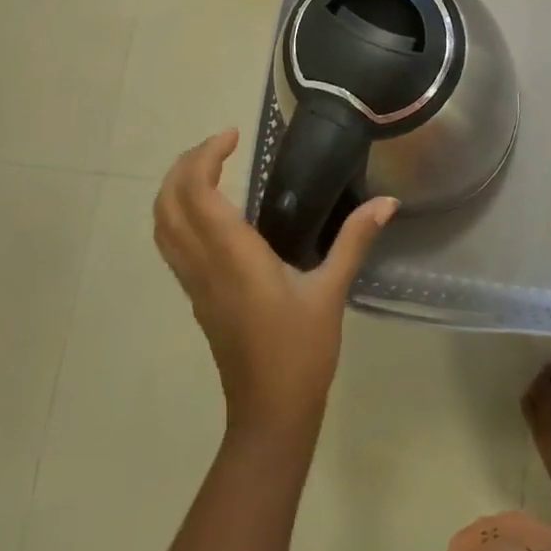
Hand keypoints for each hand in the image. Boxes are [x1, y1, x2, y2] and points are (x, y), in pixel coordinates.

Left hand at [153, 130, 396, 439]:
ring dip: (176, 187)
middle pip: (168, 203)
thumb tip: (387, 201)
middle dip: (185, 164)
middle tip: (221, 144)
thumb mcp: (331, 292)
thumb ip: (354, 240)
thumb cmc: (300, 352)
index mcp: (233, 256)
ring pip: (163, 225)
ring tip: (210, 166)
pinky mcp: (197, 296)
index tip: (234, 135)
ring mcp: (195, 282)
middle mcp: (204, 264)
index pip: (198, 193)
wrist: (269, 415)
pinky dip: (179, 213)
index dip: (206, 156)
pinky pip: (172, 244)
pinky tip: (213, 210)